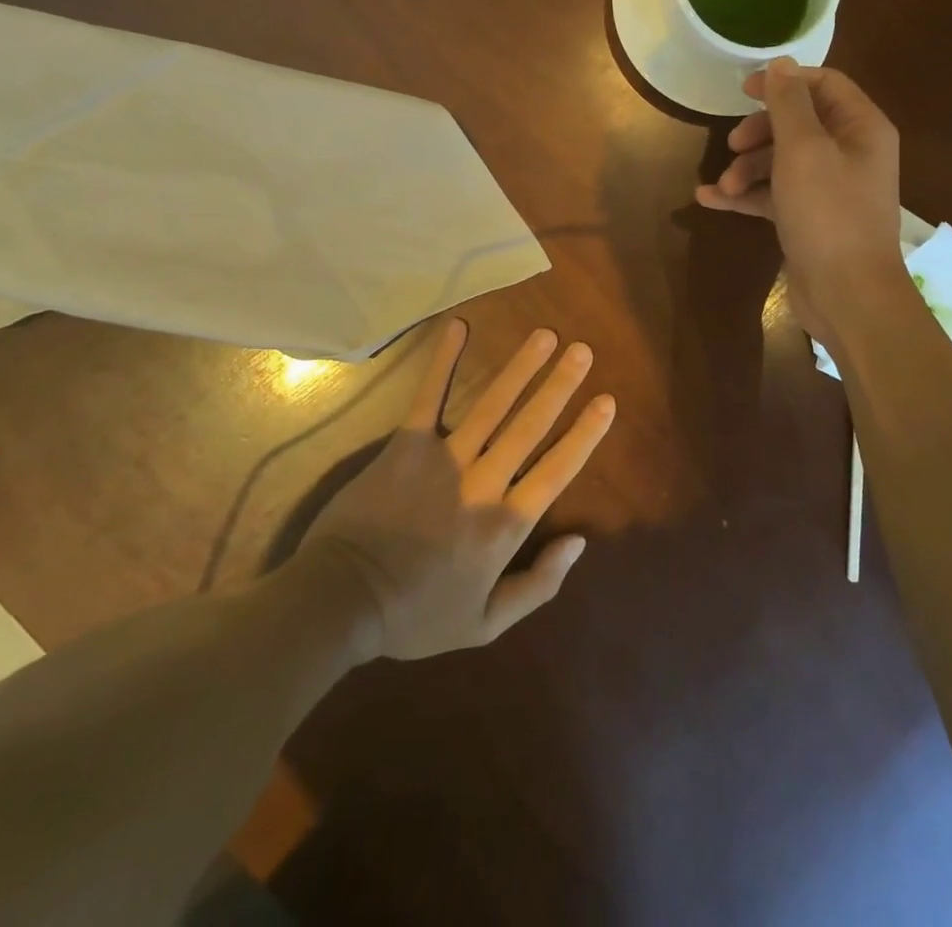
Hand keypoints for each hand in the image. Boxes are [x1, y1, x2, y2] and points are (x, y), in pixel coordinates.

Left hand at [301, 319, 614, 659]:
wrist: (344, 600)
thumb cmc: (417, 616)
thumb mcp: (486, 624)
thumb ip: (538, 585)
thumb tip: (579, 542)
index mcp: (505, 525)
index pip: (556, 470)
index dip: (584, 434)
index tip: (606, 401)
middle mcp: (483, 483)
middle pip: (529, 426)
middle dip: (559, 386)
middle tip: (582, 351)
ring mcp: (444, 458)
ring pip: (491, 405)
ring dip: (519, 368)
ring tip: (544, 336)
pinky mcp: (407, 444)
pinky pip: (429, 396)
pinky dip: (444, 361)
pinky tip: (458, 327)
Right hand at [695, 58, 903, 341]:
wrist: (848, 295)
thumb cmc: (828, 214)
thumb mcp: (804, 150)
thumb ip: (789, 104)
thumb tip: (781, 63)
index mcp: (861, 128)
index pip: (824, 85)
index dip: (783, 83)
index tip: (742, 91)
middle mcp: (850, 152)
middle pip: (798, 124)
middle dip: (758, 133)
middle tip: (732, 145)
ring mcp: (829, 188)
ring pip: (781, 161)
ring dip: (747, 168)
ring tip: (723, 186)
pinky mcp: (809, 218)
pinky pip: (774, 195)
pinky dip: (746, 195)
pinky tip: (710, 200)